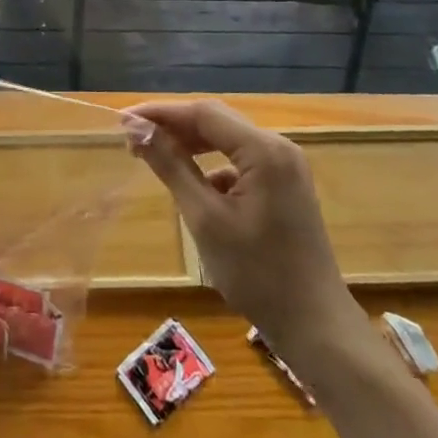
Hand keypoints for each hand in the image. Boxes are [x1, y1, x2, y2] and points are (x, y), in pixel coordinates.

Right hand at [124, 100, 362, 353]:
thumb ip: (172, 167)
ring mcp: (286, 166)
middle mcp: (279, 147)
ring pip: (228, 141)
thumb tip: (138, 130)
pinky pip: (241, 162)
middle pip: (217, 122)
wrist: (315, 325)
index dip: (161, 113)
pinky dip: (213, 167)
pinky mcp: (285, 186)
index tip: (123, 119)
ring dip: (192, 145)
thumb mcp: (206, 219)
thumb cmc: (257, 274)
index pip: (204, 113)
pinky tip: (194, 188)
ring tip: (154, 156)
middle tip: (133, 139)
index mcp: (263, 150)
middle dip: (174, 127)